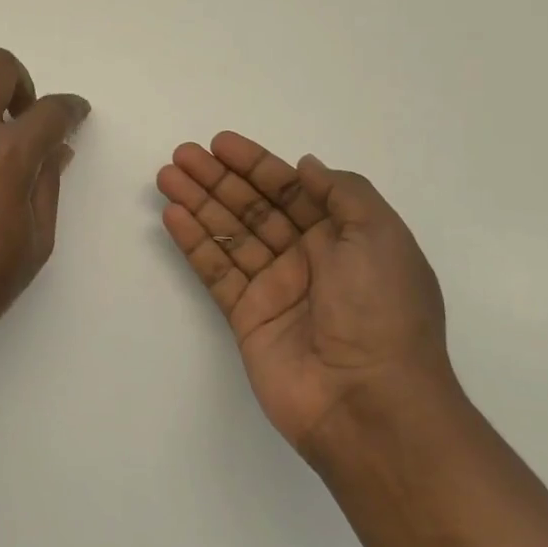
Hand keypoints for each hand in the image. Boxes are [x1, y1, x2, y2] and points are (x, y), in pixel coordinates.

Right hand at [157, 132, 450, 461]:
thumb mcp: (380, 236)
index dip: (255, 164)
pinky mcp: (246, 317)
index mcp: (343, 237)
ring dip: (198, 204)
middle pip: (254, 207)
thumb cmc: (381, 309)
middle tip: (181, 155)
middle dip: (218, 179)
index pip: (291, 189)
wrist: (369, 402)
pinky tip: (173, 217)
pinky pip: (216, 270)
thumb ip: (342, 192)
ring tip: (166, 177)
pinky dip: (195, 243)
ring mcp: (275, 288)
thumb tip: (305, 166)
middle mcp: (308, 258)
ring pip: (230, 234)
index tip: (220, 144)